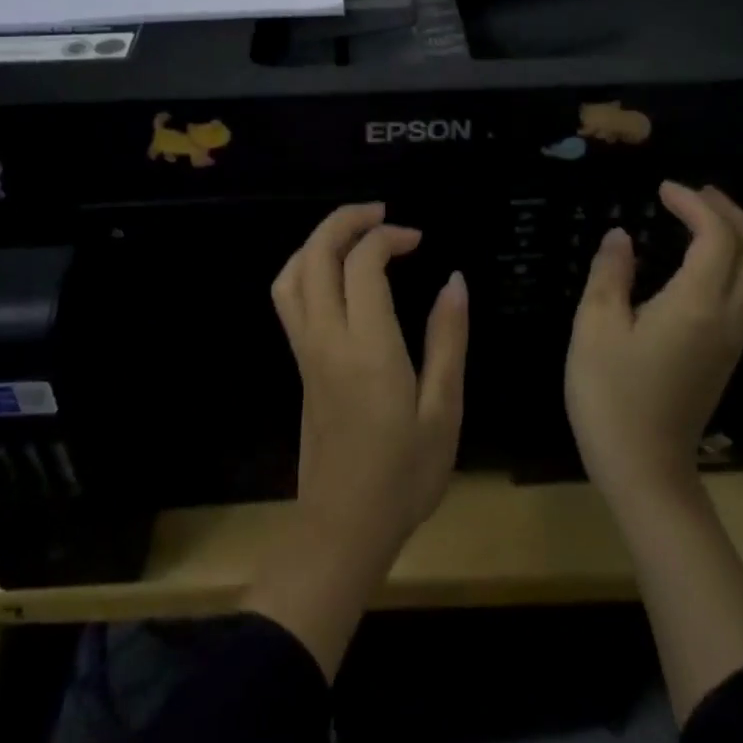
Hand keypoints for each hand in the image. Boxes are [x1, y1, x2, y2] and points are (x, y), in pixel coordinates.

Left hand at [245, 203, 467, 676]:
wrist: (343, 529)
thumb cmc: (404, 475)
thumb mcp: (443, 411)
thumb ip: (448, 340)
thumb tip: (454, 281)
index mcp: (368, 347)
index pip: (363, 263)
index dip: (388, 237)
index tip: (418, 239)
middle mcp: (328, 338)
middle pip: (317, 255)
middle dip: (345, 221)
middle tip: (381, 213)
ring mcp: (306, 350)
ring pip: (292, 273)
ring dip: (319, 240)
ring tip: (355, 233)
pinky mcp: (300, 363)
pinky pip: (288, 297)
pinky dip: (305, 265)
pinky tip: (334, 272)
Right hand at [565, 181, 742, 510]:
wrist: (644, 470)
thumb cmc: (612, 395)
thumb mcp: (596, 327)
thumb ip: (610, 274)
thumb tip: (620, 236)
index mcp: (697, 305)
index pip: (716, 237)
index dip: (694, 204)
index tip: (662, 189)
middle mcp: (728, 317)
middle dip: (731, 213)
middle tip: (694, 194)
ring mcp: (733, 339)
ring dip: (737, 236)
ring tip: (700, 217)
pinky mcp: (726, 355)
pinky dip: (733, 262)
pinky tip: (699, 261)